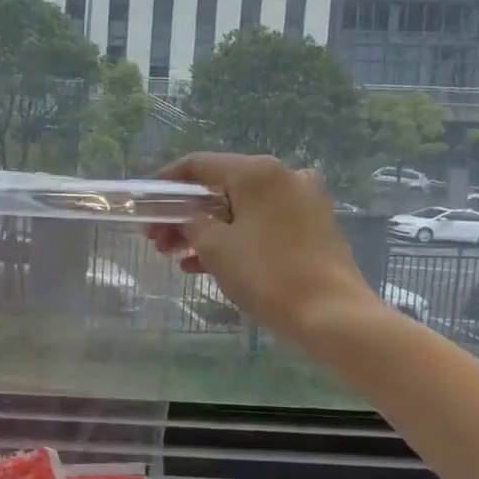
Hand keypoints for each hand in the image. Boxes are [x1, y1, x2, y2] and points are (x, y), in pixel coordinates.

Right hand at [148, 153, 382, 346]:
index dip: (168, 181)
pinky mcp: (313, 227)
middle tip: (158, 237)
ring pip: (242, 209)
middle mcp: (283, 177)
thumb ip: (192, 223)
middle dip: (186, 214)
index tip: (147, 200)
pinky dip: (234, 238)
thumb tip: (190, 217)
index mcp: (257, 172)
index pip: (200, 165)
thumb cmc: (266, 273)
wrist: (331, 314)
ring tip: (177, 256)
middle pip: (221, 188)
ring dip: (207, 230)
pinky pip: (262, 225)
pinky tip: (206, 265)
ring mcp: (303, 202)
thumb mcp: (214, 247)